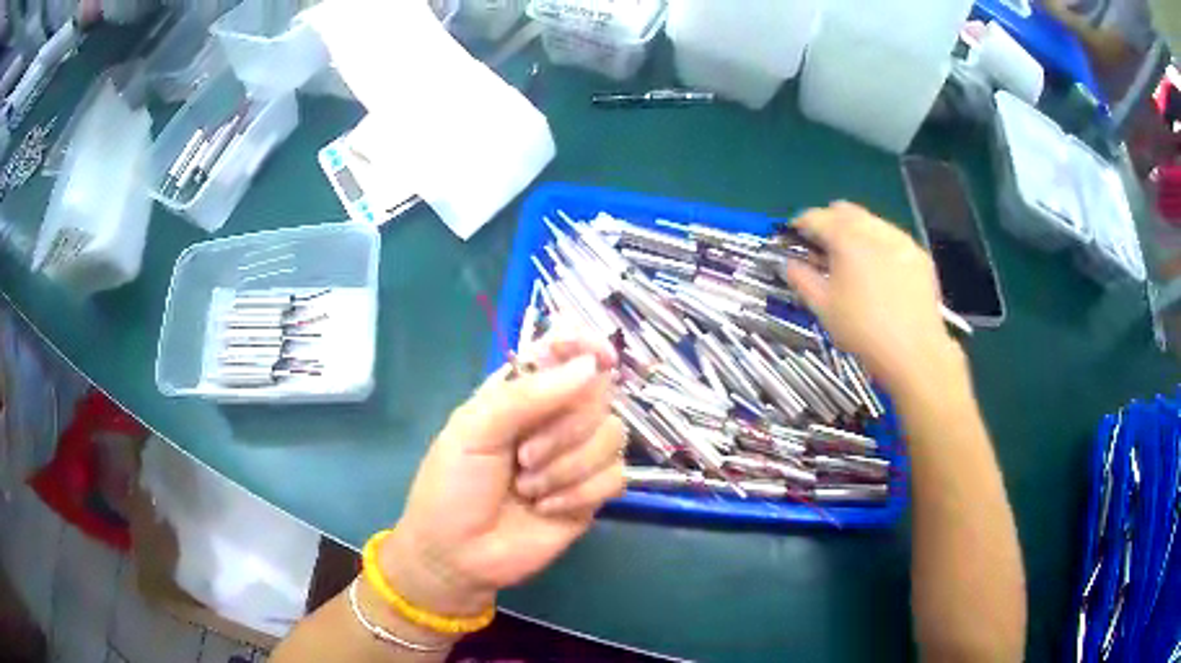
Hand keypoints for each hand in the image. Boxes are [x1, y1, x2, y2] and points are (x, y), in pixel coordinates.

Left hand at [378, 330, 625, 622]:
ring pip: (613, 435)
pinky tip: (547, 508)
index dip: (587, 346)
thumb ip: (527, 395)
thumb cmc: (453, 487)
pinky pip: (615, 476)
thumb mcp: (474, 431)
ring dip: (568, 466)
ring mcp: (577, 456)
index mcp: (521, 392)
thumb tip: (590, 365)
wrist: (459, 554)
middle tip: (524, 457)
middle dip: (564, 429)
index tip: (603, 358)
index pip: (564, 351)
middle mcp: (555, 417)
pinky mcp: (592, 493)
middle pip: (599, 394)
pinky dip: (580, 492)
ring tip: (528, 488)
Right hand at [780, 202, 962, 393]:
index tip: (794, 238)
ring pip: (871, 221)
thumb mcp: (823, 308)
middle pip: (845, 211)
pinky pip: (893, 238)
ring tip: (852, 260)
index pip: (815, 217)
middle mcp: (874, 229)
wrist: (914, 352)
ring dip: (856, 232)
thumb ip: (802, 279)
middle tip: (822, 248)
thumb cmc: (863, 330)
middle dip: (829, 223)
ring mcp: (901, 239)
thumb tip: (789, 264)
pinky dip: (879, 245)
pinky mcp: (919, 255)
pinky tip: (880, 271)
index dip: (800, 225)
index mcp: (846, 238)